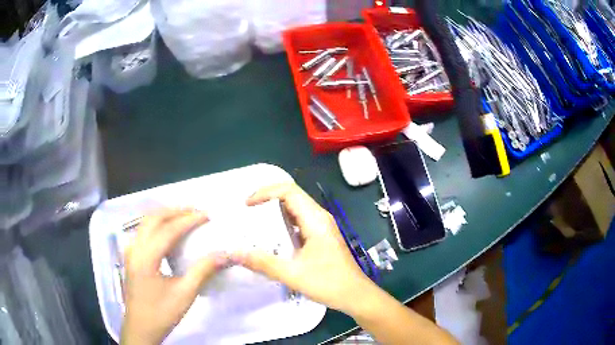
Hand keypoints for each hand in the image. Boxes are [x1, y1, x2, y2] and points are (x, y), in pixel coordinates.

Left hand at [121, 209, 229, 344]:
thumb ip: (203, 271)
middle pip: (153, 219)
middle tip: (196, 211)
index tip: (206, 215)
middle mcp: (134, 248)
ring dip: (165, 215)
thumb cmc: (162, 313)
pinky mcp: (130, 256)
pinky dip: (157, 224)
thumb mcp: (185, 294)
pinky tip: (168, 231)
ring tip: (184, 216)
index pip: (168, 230)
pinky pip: (143, 231)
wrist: (141, 327)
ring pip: (145, 222)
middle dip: (175, 211)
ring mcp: (130, 251)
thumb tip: (225, 254)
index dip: (188, 220)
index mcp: (146, 258)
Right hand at [232, 183, 375, 314]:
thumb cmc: (328, 283)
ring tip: (254, 225)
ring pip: (295, 210)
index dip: (265, 192)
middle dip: (267, 201)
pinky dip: (282, 225)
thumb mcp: (292, 274)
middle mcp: (319, 218)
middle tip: (247, 214)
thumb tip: (234, 252)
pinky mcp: (321, 238)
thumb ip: (262, 263)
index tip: (247, 205)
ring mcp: (321, 228)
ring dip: (274, 214)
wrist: (355, 295)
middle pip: (291, 197)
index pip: (288, 191)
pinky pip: (299, 223)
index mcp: (315, 219)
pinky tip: (272, 240)